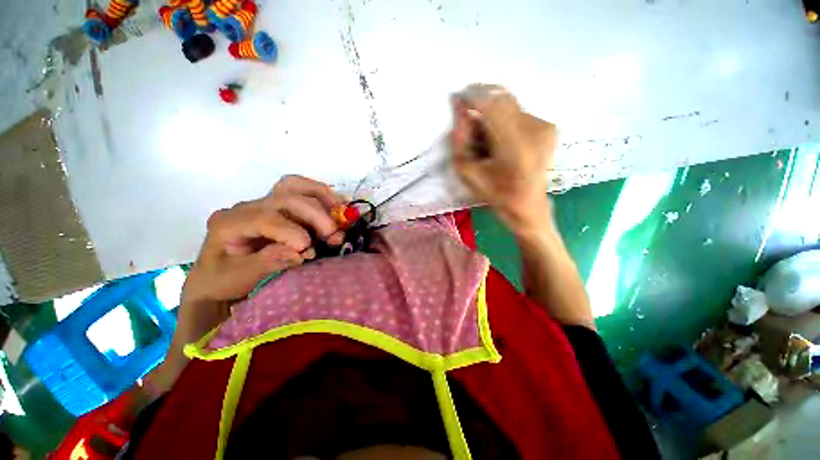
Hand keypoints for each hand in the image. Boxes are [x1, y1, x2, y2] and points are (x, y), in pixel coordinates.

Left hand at [176, 175, 344, 349]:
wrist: (218, 276)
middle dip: (314, 216)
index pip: (265, 219)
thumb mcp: (238, 278)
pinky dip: (319, 194)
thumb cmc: (223, 280)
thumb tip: (299, 252)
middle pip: (285, 199)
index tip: (309, 250)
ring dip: (322, 199)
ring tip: (341, 215)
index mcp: (229, 223)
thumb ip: (266, 263)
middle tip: (334, 235)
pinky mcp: (277, 206)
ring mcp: (262, 203)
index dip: (291, 232)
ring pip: (293, 187)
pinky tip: (334, 205)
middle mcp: (246, 207)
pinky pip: (299, 189)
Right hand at [450, 84, 556, 233]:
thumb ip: (460, 140)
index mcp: (515, 147)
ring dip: (491, 114)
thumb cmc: (495, 195)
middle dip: (480, 103)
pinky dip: (503, 120)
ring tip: (485, 139)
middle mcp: (535, 130)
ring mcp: (545, 126)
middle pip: (502, 98)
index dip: (472, 96)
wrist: (528, 206)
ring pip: (509, 105)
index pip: (492, 104)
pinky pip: (518, 113)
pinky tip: (500, 140)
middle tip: (468, 121)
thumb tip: (458, 110)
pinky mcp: (549, 127)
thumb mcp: (468, 173)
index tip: (457, 97)